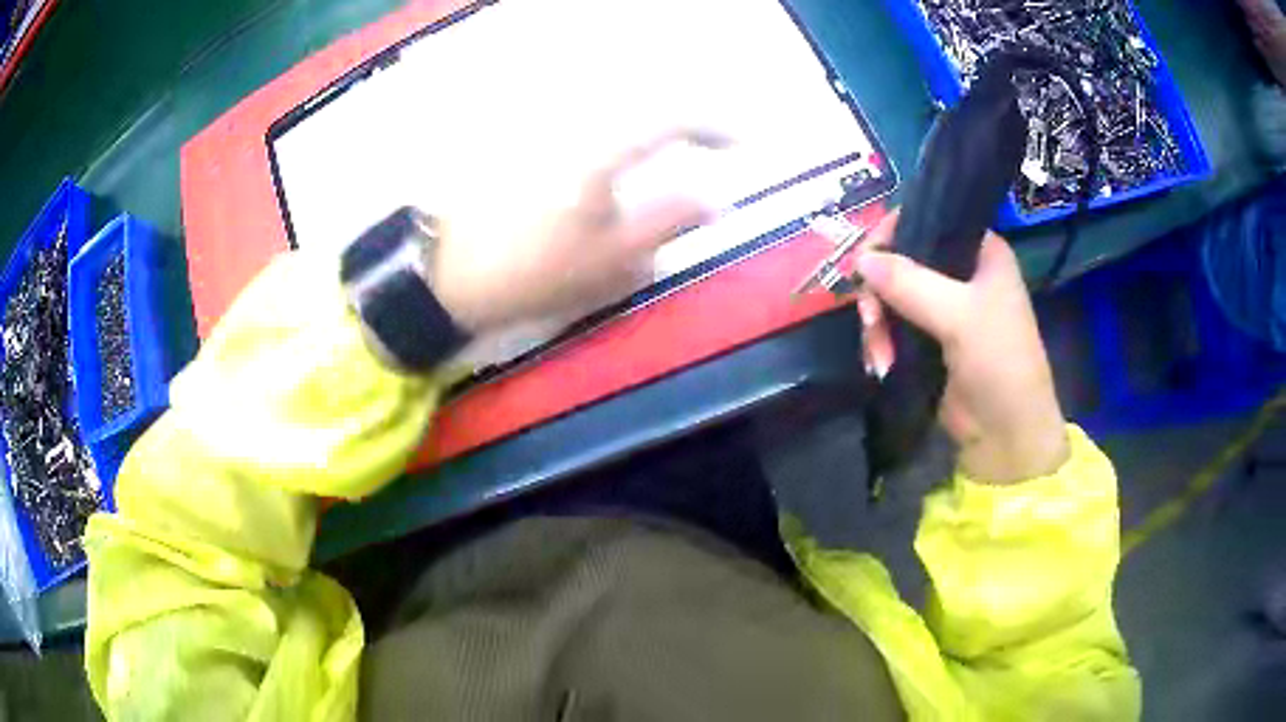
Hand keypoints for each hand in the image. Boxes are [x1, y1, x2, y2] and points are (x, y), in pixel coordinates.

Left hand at [431, 130, 723, 333]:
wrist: (445, 275)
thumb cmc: (532, 271)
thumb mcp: (612, 259)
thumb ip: (669, 221)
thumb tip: (714, 198)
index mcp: (601, 151)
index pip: (673, 119)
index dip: (715, 128)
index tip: (742, 145)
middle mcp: (574, 130)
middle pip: (642, 120)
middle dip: (672, 141)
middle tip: (684, 175)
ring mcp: (544, 137)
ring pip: (609, 135)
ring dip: (632, 158)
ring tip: (626, 207)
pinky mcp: (522, 153)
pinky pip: (579, 148)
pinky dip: (599, 167)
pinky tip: (584, 206)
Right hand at [855, 213, 1068, 483]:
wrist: (1007, 437)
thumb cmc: (1000, 365)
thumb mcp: (960, 317)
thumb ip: (910, 283)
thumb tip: (859, 259)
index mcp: (981, 252)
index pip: (929, 220)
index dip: (892, 233)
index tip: (865, 260)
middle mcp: (962, 273)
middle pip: (901, 260)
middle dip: (879, 291)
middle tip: (870, 319)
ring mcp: (945, 309)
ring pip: (891, 296)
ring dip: (877, 325)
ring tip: (879, 357)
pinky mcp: (929, 342)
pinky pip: (892, 327)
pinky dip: (881, 343)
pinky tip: (881, 365)